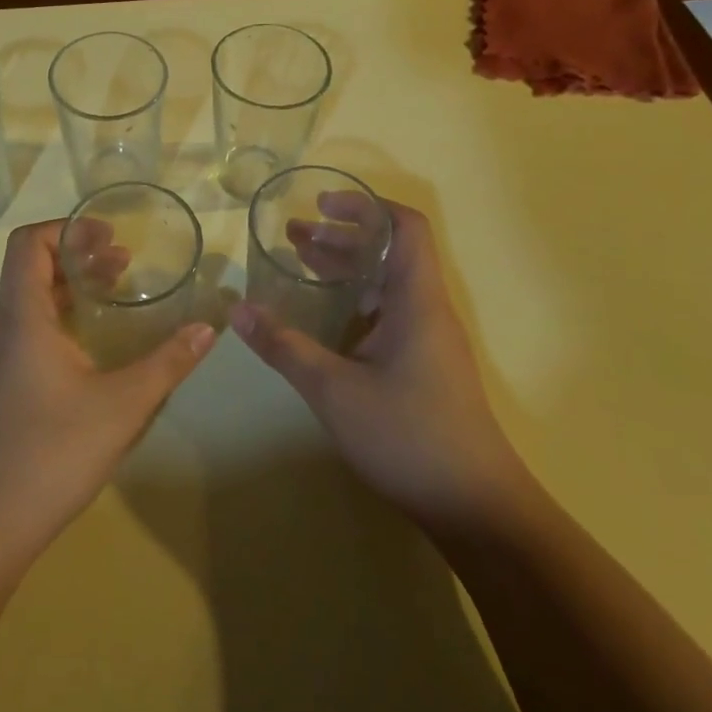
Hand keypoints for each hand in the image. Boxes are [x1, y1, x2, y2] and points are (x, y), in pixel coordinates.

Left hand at [0, 220, 214, 561]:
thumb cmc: (50, 452)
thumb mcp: (122, 405)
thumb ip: (168, 363)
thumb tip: (208, 328)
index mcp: (20, 315)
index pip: (28, 242)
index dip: (67, 227)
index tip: (109, 235)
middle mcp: (0, 326)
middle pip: (31, 267)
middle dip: (79, 255)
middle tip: (125, 263)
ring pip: (29, 301)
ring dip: (71, 288)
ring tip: (115, 295)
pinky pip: (26, 330)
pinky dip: (59, 318)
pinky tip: (92, 348)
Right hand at [230, 200, 526, 543]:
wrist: (475, 506)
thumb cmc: (408, 435)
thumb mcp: (333, 389)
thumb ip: (283, 346)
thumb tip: (236, 310)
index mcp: (416, 299)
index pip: (404, 226)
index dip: (365, 206)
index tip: (321, 205)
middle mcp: (426, 310)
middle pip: (389, 252)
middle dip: (341, 237)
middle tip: (292, 236)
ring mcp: (428, 339)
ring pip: (386, 284)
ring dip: (346, 269)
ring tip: (299, 264)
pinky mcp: (424, 365)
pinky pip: (387, 313)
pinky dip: (353, 301)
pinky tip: (322, 318)